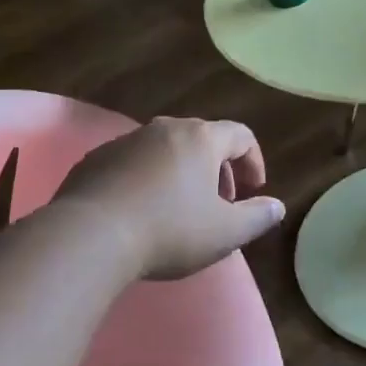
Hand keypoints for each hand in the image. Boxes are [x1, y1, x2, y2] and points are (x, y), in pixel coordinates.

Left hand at [55, 117, 285, 280]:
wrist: (90, 236)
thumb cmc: (169, 230)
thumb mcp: (225, 233)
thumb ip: (257, 217)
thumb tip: (276, 206)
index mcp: (200, 138)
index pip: (240, 135)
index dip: (253, 161)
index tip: (253, 191)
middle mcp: (164, 129)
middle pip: (202, 139)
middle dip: (217, 170)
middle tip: (219, 205)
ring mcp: (126, 141)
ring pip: (165, 150)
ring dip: (181, 174)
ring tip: (179, 211)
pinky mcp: (96, 159)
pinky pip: (133, 163)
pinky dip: (146, 180)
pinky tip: (140, 212)